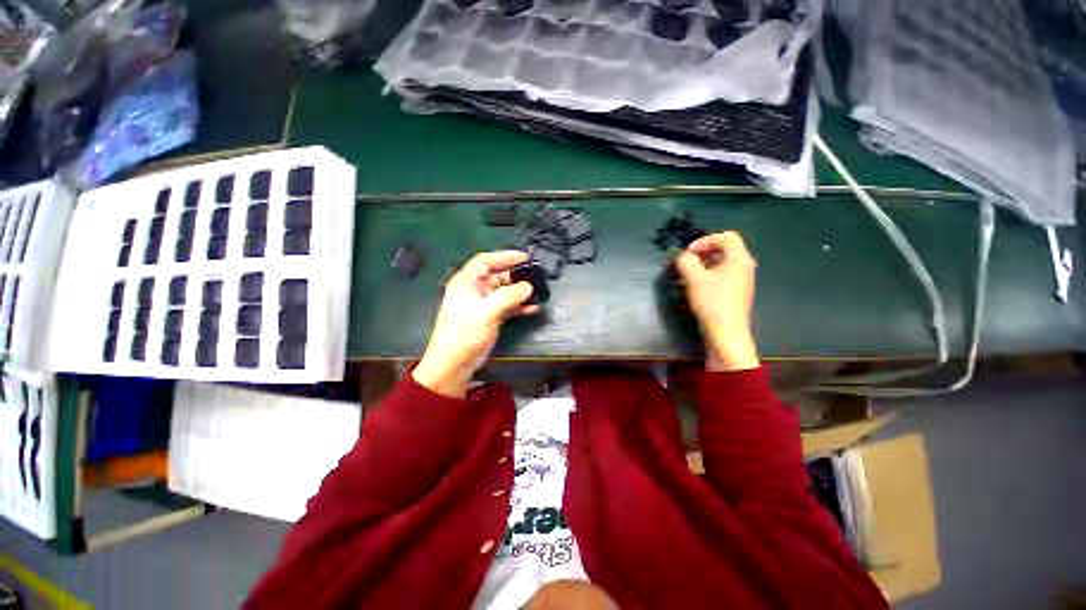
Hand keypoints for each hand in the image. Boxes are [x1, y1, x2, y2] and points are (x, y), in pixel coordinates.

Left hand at [413, 251, 538, 396]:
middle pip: (497, 275)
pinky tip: (532, 309)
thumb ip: (509, 296)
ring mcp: (481, 304)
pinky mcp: (488, 317)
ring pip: (503, 291)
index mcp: (466, 282)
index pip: (486, 261)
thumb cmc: (465, 333)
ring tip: (537, 293)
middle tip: (535, 277)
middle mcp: (474, 289)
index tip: (525, 258)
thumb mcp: (487, 311)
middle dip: (515, 276)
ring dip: (519, 292)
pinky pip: (506, 306)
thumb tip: (528, 286)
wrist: (453, 364)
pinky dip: (518, 306)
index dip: (505, 256)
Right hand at [675, 232, 760, 371]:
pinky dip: (707, 276)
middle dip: (701, 253)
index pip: (726, 237)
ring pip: (721, 264)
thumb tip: (683, 257)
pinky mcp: (736, 293)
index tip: (688, 253)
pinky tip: (693, 287)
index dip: (704, 240)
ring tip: (685, 276)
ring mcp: (742, 280)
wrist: (726, 333)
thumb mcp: (694, 278)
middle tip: (685, 263)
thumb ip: (686, 262)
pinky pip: (722, 276)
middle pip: (724, 250)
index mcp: (738, 258)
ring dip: (702, 266)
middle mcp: (744, 266)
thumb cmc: (712, 301)